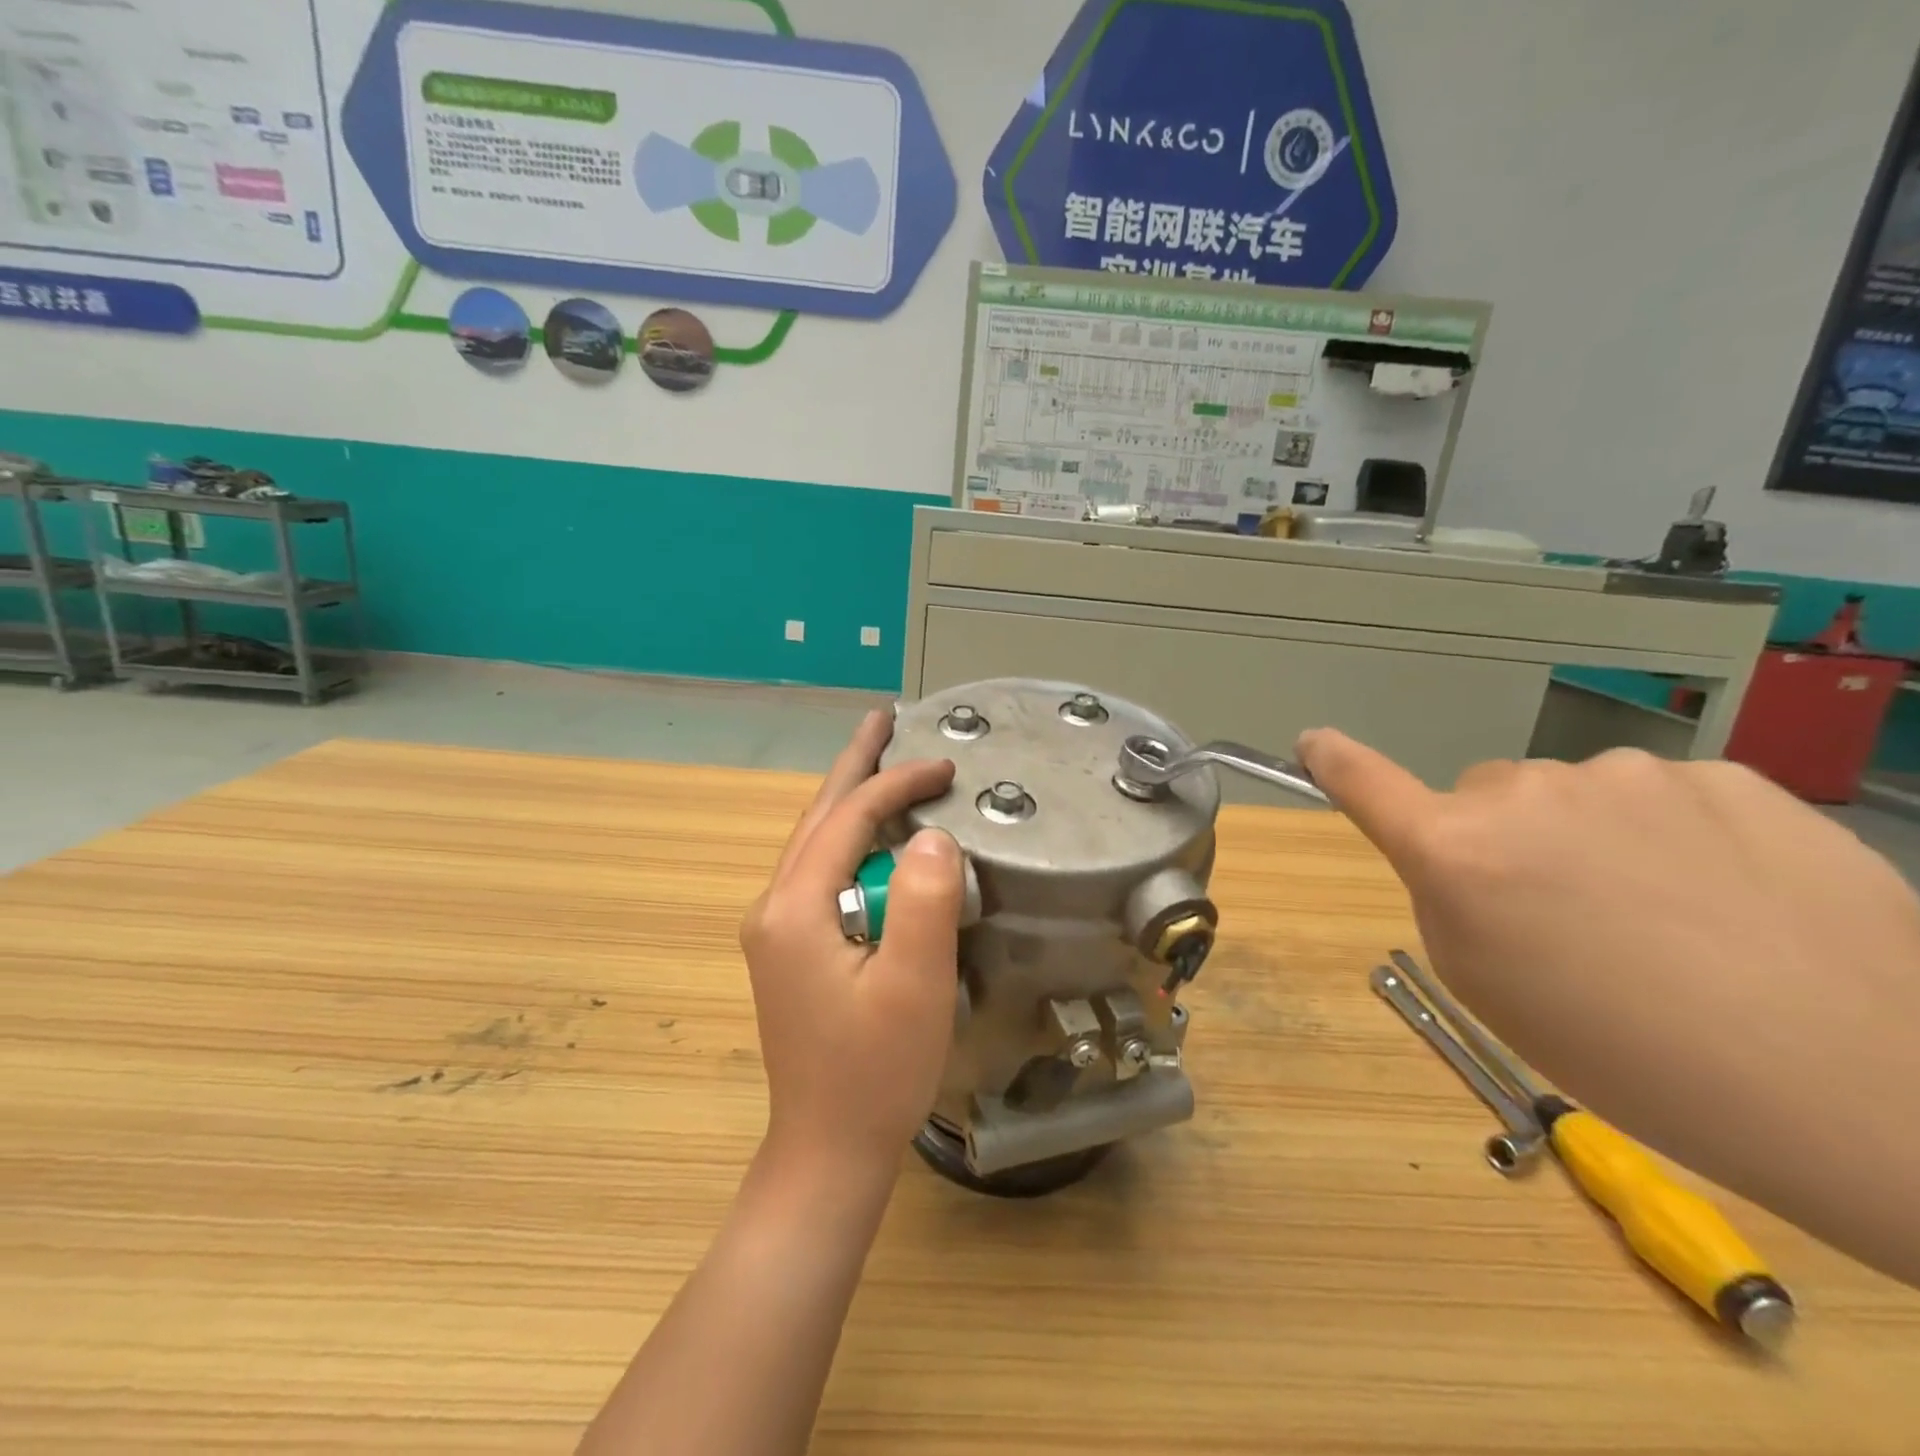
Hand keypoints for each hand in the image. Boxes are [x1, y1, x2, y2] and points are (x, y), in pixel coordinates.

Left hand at [740, 710, 963, 1180]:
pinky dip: (849, 839)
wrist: (828, 1149)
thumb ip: (923, 901)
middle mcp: (774, 908)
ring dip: (850, 799)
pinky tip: (872, 836)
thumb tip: (931, 834)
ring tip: (880, 761)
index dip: (897, 784)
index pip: (848, 819)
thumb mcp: (914, 985)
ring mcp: (776, 930)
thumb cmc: (876, 1071)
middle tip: (882, 719)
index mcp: (795, 908)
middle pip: (818, 817)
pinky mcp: (790, 949)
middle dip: (853, 766)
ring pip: (816, 843)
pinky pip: (821, 873)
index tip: (946, 766)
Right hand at [1298, 729, 1919, 1286]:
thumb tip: (1463, 855)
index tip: (1313, 743)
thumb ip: (1447, 899)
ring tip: (1669, 920)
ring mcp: (1631, 774)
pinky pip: (1661, 797)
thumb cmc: (1627, 1052)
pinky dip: (1672, 836)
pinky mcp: (1727, 776)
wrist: (1860, 1084)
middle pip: (1485, 797)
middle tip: (1566, 919)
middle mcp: (1527, 791)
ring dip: (1591, 838)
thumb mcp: (1485, 987)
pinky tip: (1731, 899)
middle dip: (1502, 841)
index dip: (1333, 761)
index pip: (1366, 783)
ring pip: (1575, 796)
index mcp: (1457, 849)